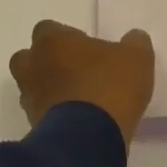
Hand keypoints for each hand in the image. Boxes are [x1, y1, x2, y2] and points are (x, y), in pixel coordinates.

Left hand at [9, 20, 155, 144]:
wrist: (89, 137)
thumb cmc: (110, 85)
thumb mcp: (137, 58)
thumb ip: (134, 42)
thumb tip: (133, 37)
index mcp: (52, 41)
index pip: (48, 29)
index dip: (67, 38)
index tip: (87, 49)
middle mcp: (33, 65)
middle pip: (29, 58)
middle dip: (48, 62)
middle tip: (76, 71)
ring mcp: (29, 97)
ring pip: (33, 86)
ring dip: (50, 89)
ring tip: (78, 98)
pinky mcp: (33, 125)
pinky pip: (41, 112)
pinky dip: (54, 113)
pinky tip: (78, 119)